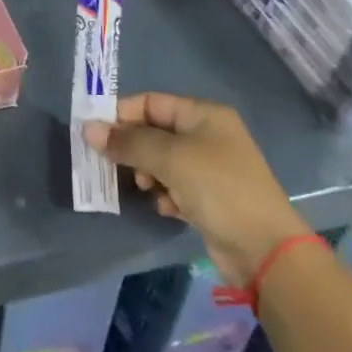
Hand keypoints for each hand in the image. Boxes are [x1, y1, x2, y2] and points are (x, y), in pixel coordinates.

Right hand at [85, 92, 309, 285]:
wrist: (264, 249)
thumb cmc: (217, 188)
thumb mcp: (169, 158)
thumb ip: (128, 142)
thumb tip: (88, 129)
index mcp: (203, 115)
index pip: (150, 102)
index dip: (121, 115)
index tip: (95, 134)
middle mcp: (207, 135)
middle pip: (154, 132)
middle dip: (133, 148)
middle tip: (113, 165)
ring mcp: (209, 167)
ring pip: (161, 161)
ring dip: (147, 174)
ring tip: (146, 189)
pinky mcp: (209, 197)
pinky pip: (174, 186)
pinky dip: (164, 194)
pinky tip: (166, 208)